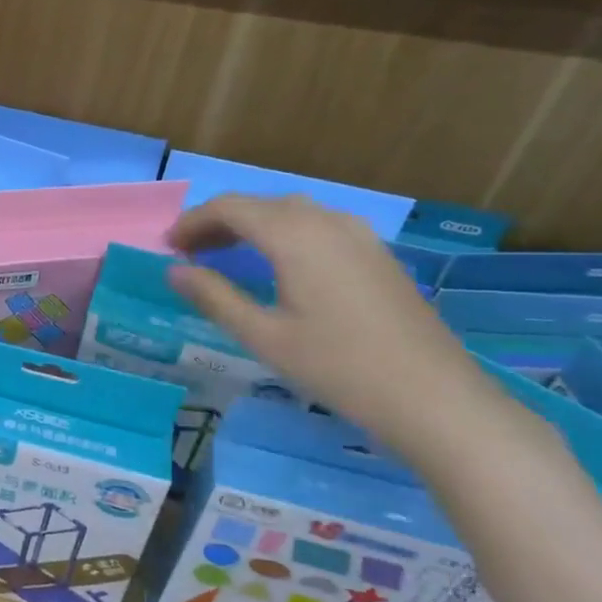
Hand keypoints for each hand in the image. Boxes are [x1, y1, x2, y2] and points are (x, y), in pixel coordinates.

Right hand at [167, 194, 534, 463]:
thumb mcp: (263, 336)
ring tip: (226, 255)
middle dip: (219, 222)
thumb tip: (174, 271)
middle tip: (190, 252)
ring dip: (252, 225)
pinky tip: (279, 265)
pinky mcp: (377, 254)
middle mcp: (327, 221)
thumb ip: (214, 297)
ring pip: (292, 212)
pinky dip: (284, 233)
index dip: (193, 222)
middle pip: (260, 204)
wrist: (433, 397)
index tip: (168, 246)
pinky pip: (318, 225)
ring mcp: (358, 235)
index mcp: (294, 235)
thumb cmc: (337, 367)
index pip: (230, 208)